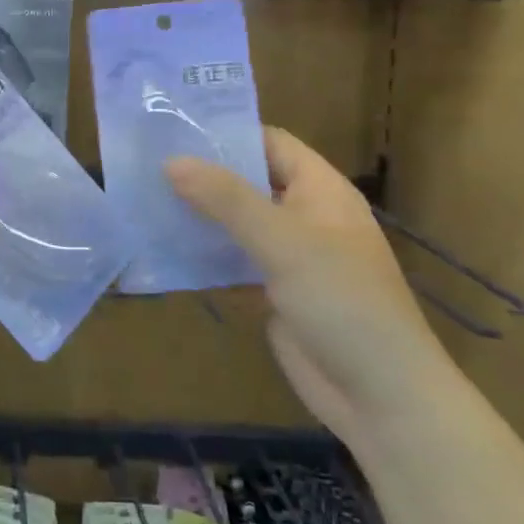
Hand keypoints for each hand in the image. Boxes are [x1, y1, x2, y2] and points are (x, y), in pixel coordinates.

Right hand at [168, 127, 457, 440]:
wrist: (379, 395)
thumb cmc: (341, 301)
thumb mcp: (283, 241)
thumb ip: (226, 199)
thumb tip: (171, 161)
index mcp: (321, 190)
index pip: (270, 143)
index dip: (227, 133)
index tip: (173, 129)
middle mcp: (305, 215)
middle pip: (248, 182)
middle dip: (203, 175)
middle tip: (145, 164)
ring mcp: (289, 256)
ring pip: (237, 224)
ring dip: (198, 215)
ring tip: (144, 199)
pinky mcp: (274, 292)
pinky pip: (233, 262)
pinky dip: (204, 255)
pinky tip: (163, 249)